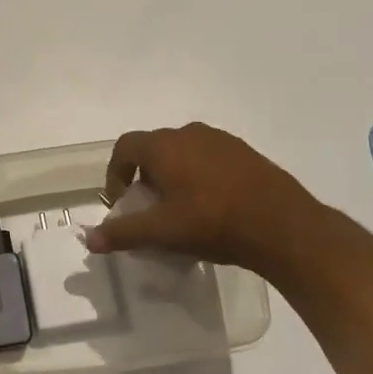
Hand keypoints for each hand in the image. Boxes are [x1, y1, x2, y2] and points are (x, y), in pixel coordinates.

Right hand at [83, 122, 322, 272]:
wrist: (283, 225)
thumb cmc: (212, 223)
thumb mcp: (162, 232)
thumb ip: (123, 233)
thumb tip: (89, 240)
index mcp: (164, 146)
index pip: (125, 147)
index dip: (115, 172)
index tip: (121, 201)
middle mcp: (189, 133)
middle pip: (154, 148)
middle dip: (145, 175)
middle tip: (150, 207)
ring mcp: (221, 140)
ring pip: (183, 152)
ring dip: (173, 174)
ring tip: (181, 208)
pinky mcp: (245, 152)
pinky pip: (209, 158)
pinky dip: (200, 175)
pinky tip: (212, 205)